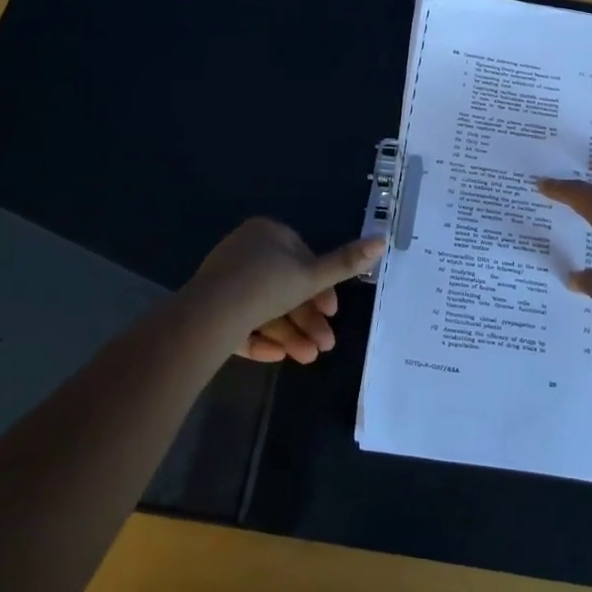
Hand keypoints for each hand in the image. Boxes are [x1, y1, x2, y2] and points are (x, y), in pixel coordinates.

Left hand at [185, 218, 385, 363]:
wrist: (209, 316)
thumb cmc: (267, 286)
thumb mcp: (312, 276)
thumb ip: (346, 263)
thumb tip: (382, 240)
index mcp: (268, 232)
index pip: (302, 258)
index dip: (321, 288)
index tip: (333, 313)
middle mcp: (245, 250)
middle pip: (284, 287)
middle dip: (306, 319)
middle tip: (324, 345)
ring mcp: (224, 278)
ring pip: (264, 307)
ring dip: (289, 333)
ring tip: (306, 359)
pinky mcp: (209, 306)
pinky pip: (241, 320)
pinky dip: (261, 337)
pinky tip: (277, 358)